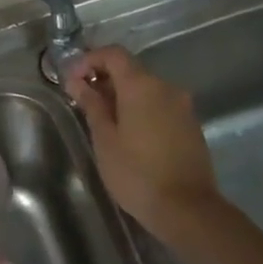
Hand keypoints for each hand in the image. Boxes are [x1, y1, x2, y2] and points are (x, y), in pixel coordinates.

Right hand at [65, 45, 222, 237]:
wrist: (187, 209)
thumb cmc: (137, 173)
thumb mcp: (105, 139)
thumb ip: (92, 105)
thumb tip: (77, 82)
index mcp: (142, 86)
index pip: (113, 54)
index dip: (89, 60)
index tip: (72, 80)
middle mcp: (166, 87)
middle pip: (131, 69)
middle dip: (104, 79)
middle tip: (82, 101)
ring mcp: (182, 106)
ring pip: (146, 88)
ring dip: (122, 95)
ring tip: (102, 120)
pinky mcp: (190, 125)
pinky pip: (159, 105)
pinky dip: (140, 108)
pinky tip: (128, 133)